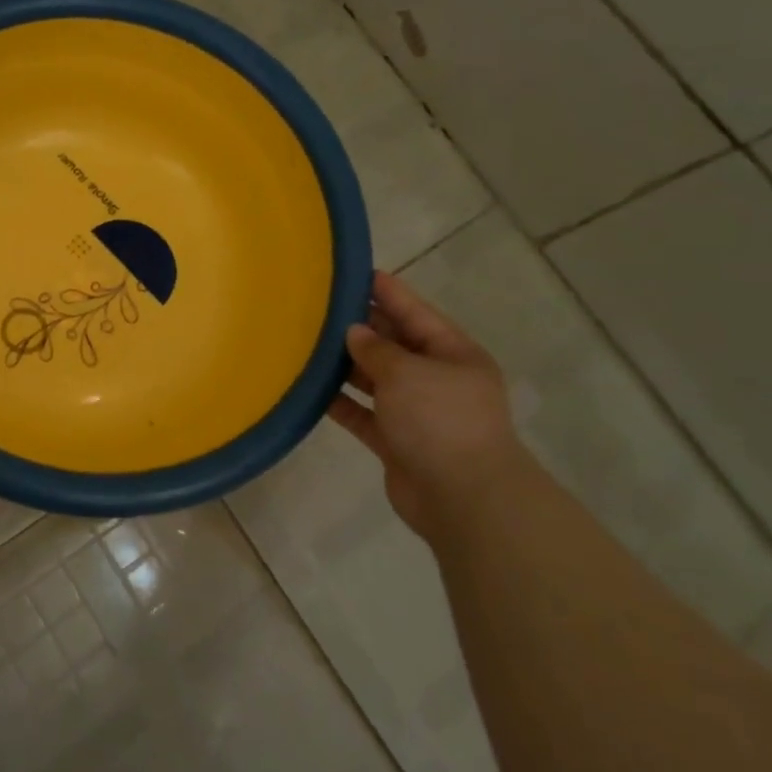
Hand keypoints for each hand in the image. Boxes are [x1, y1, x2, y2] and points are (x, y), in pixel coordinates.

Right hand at [327, 270, 526, 539]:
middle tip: (320, 306)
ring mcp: (417, 413)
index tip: (357, 273)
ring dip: (346, 365)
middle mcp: (436, 379)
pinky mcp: (396, 442)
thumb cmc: (441, 420)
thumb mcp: (408, 372)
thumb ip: (376, 349)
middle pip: (394, 345)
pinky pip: (363, 414)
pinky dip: (341, 402)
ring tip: (307, 343)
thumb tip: (354, 333)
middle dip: (361, 327)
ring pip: (376, 379)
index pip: (415, 313)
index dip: (388, 292)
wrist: (464, 498)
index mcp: (453, 354)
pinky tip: (311, 390)